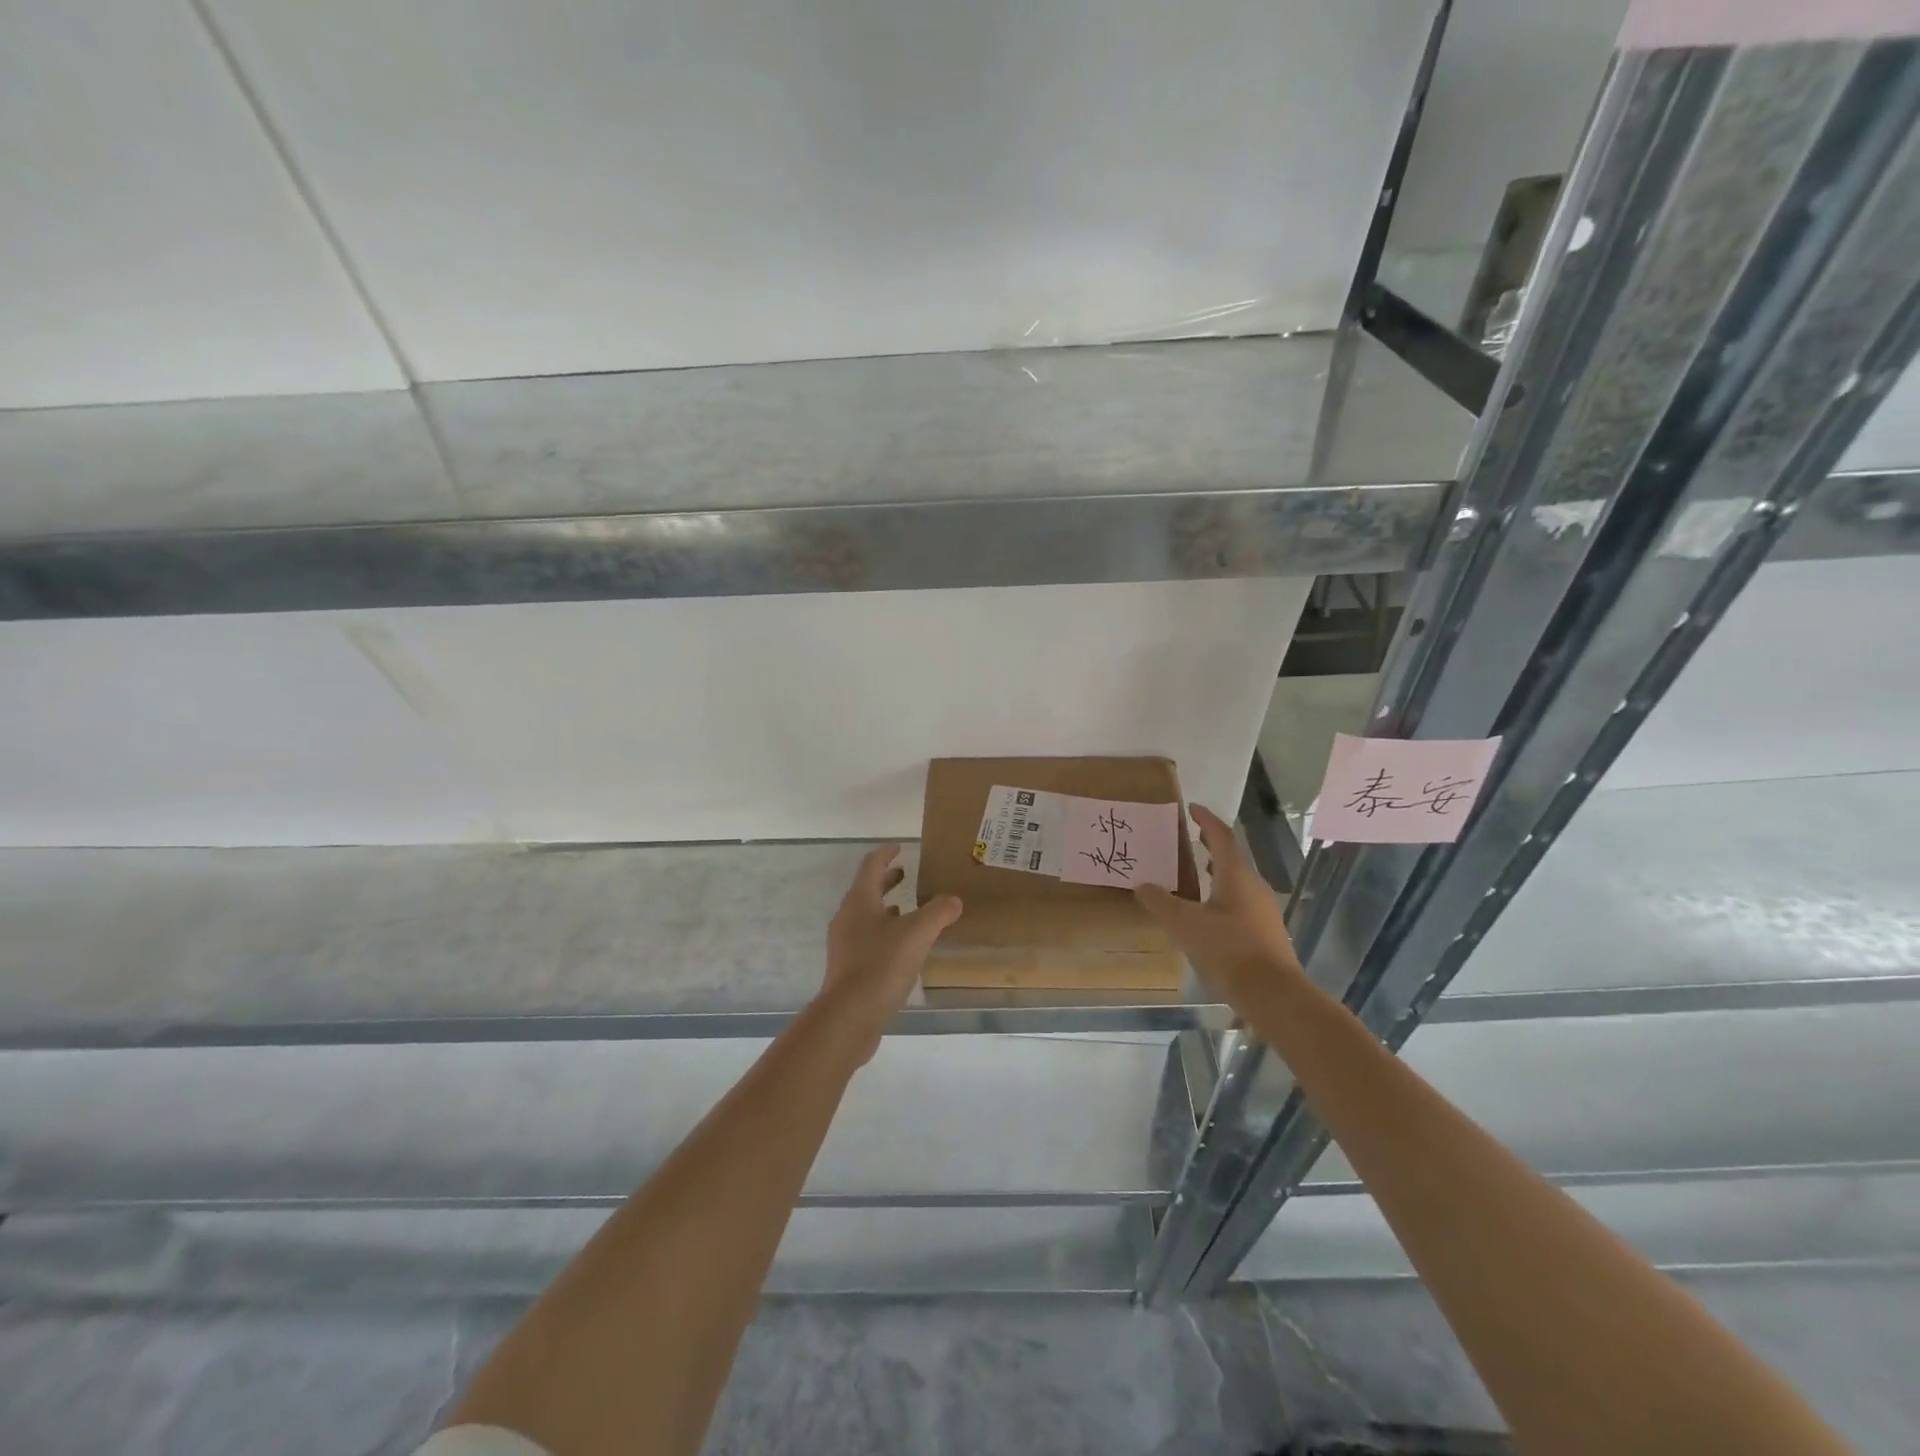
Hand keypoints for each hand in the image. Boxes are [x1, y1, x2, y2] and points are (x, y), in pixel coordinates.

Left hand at [821, 845, 962, 1050]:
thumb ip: (938, 912)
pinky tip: (902, 947)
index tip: (900, 848)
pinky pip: (867, 939)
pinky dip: (884, 933)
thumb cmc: (881, 965)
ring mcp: (845, 944)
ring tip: (908, 909)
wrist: (849, 1017)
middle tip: (906, 875)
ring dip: (886, 908)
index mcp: (859, 901)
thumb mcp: (917, 934)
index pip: (871, 866)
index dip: (886, 854)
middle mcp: (847, 918)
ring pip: (866, 916)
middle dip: (886, 881)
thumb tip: (953, 900)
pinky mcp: (848, 968)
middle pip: (866, 890)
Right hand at [1134, 804, 1301, 1001]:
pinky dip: (1222, 896)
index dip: (1206, 820)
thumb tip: (1142, 884)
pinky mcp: (1266, 932)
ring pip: (1236, 882)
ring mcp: (1263, 910)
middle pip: (1231, 858)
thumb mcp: (1184, 924)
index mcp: (1236, 875)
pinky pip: (1240, 903)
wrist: (1273, 994)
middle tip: (1190, 840)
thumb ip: (1161, 902)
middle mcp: (1253, 886)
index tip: (1192, 808)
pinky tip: (1208, 914)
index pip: (1221, 836)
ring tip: (1194, 875)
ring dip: (1216, 873)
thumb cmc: (1228, 950)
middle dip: (1210, 847)